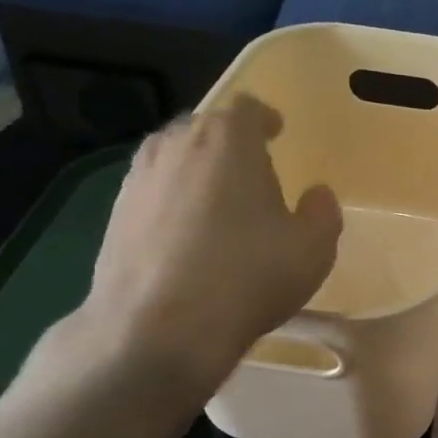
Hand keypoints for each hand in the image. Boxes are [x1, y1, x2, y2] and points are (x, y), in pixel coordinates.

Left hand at [56, 95, 340, 413]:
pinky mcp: (115, 215)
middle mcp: (176, 145)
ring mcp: (139, 179)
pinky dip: (173, 201)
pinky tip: (187, 235)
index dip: (265, 118)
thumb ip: (322, 212)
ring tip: (218, 202)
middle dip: (230, 143)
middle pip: (206, 127)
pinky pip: (154, 192)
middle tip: (252, 172)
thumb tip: (316, 194)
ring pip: (174, 158)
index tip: (277, 131)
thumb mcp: (313, 249)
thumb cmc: (248, 277)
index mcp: (228, 140)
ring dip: (197, 170)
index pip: (248, 109)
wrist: (158, 328)